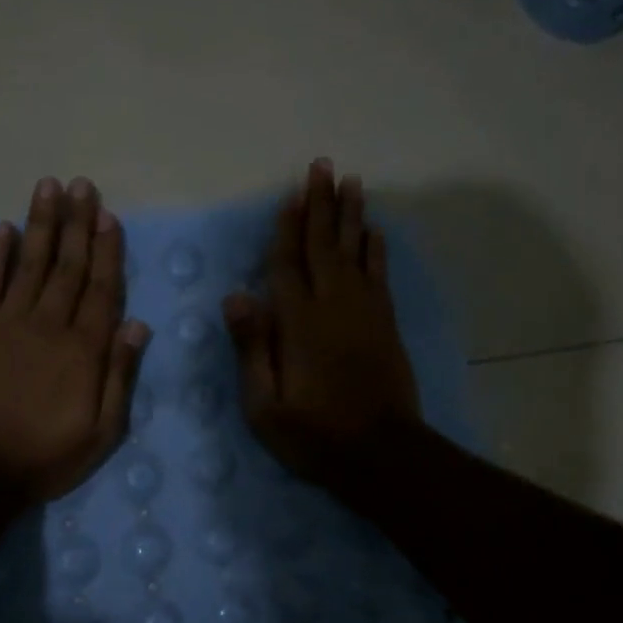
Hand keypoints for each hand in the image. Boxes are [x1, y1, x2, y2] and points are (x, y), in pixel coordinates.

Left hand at [0, 176, 150, 503]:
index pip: (101, 288)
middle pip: (68, 265)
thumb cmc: (45, 455)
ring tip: (49, 187)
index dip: (106, 250)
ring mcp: (8, 322)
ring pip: (30, 263)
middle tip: (82, 185)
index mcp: (84, 349)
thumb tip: (138, 326)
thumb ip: (119, 376)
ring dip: (41, 223)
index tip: (108, 216)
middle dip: (77, 223)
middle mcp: (49, 324)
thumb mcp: (101, 431)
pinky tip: (4, 228)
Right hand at [223, 158, 421, 493]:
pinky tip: (374, 231)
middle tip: (322, 166)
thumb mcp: (265, 405)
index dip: (287, 227)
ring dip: (351, 215)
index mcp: (298, 324)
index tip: (291, 193)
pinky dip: (375, 249)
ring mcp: (365, 312)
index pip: (287, 264)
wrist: (383, 455)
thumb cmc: (314, 435)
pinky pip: (379, 274)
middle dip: (321, 204)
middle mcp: (333, 306)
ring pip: (355, 251)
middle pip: (324, 245)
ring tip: (351, 181)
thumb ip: (252, 348)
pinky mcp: (385, 324)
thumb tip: (236, 295)